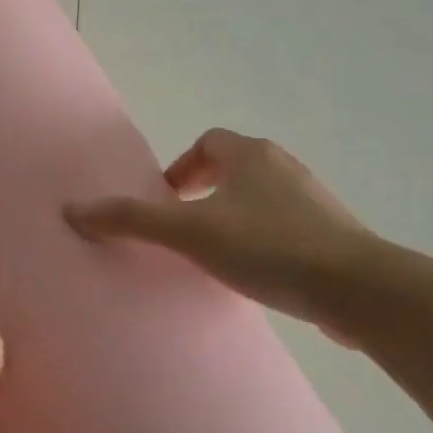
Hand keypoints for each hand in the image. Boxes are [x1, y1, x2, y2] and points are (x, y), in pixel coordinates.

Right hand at [64, 129, 375, 339]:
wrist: (359, 290)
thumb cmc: (267, 247)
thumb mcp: (189, 233)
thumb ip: (131, 220)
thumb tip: (72, 209)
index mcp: (251, 155)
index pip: (208, 142)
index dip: (182, 167)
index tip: (168, 202)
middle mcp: (285, 168)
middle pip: (235, 168)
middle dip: (206, 193)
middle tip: (185, 229)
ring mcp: (315, 201)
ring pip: (261, 198)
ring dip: (234, 217)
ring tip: (216, 255)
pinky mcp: (334, 236)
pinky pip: (287, 227)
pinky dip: (264, 240)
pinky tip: (257, 275)